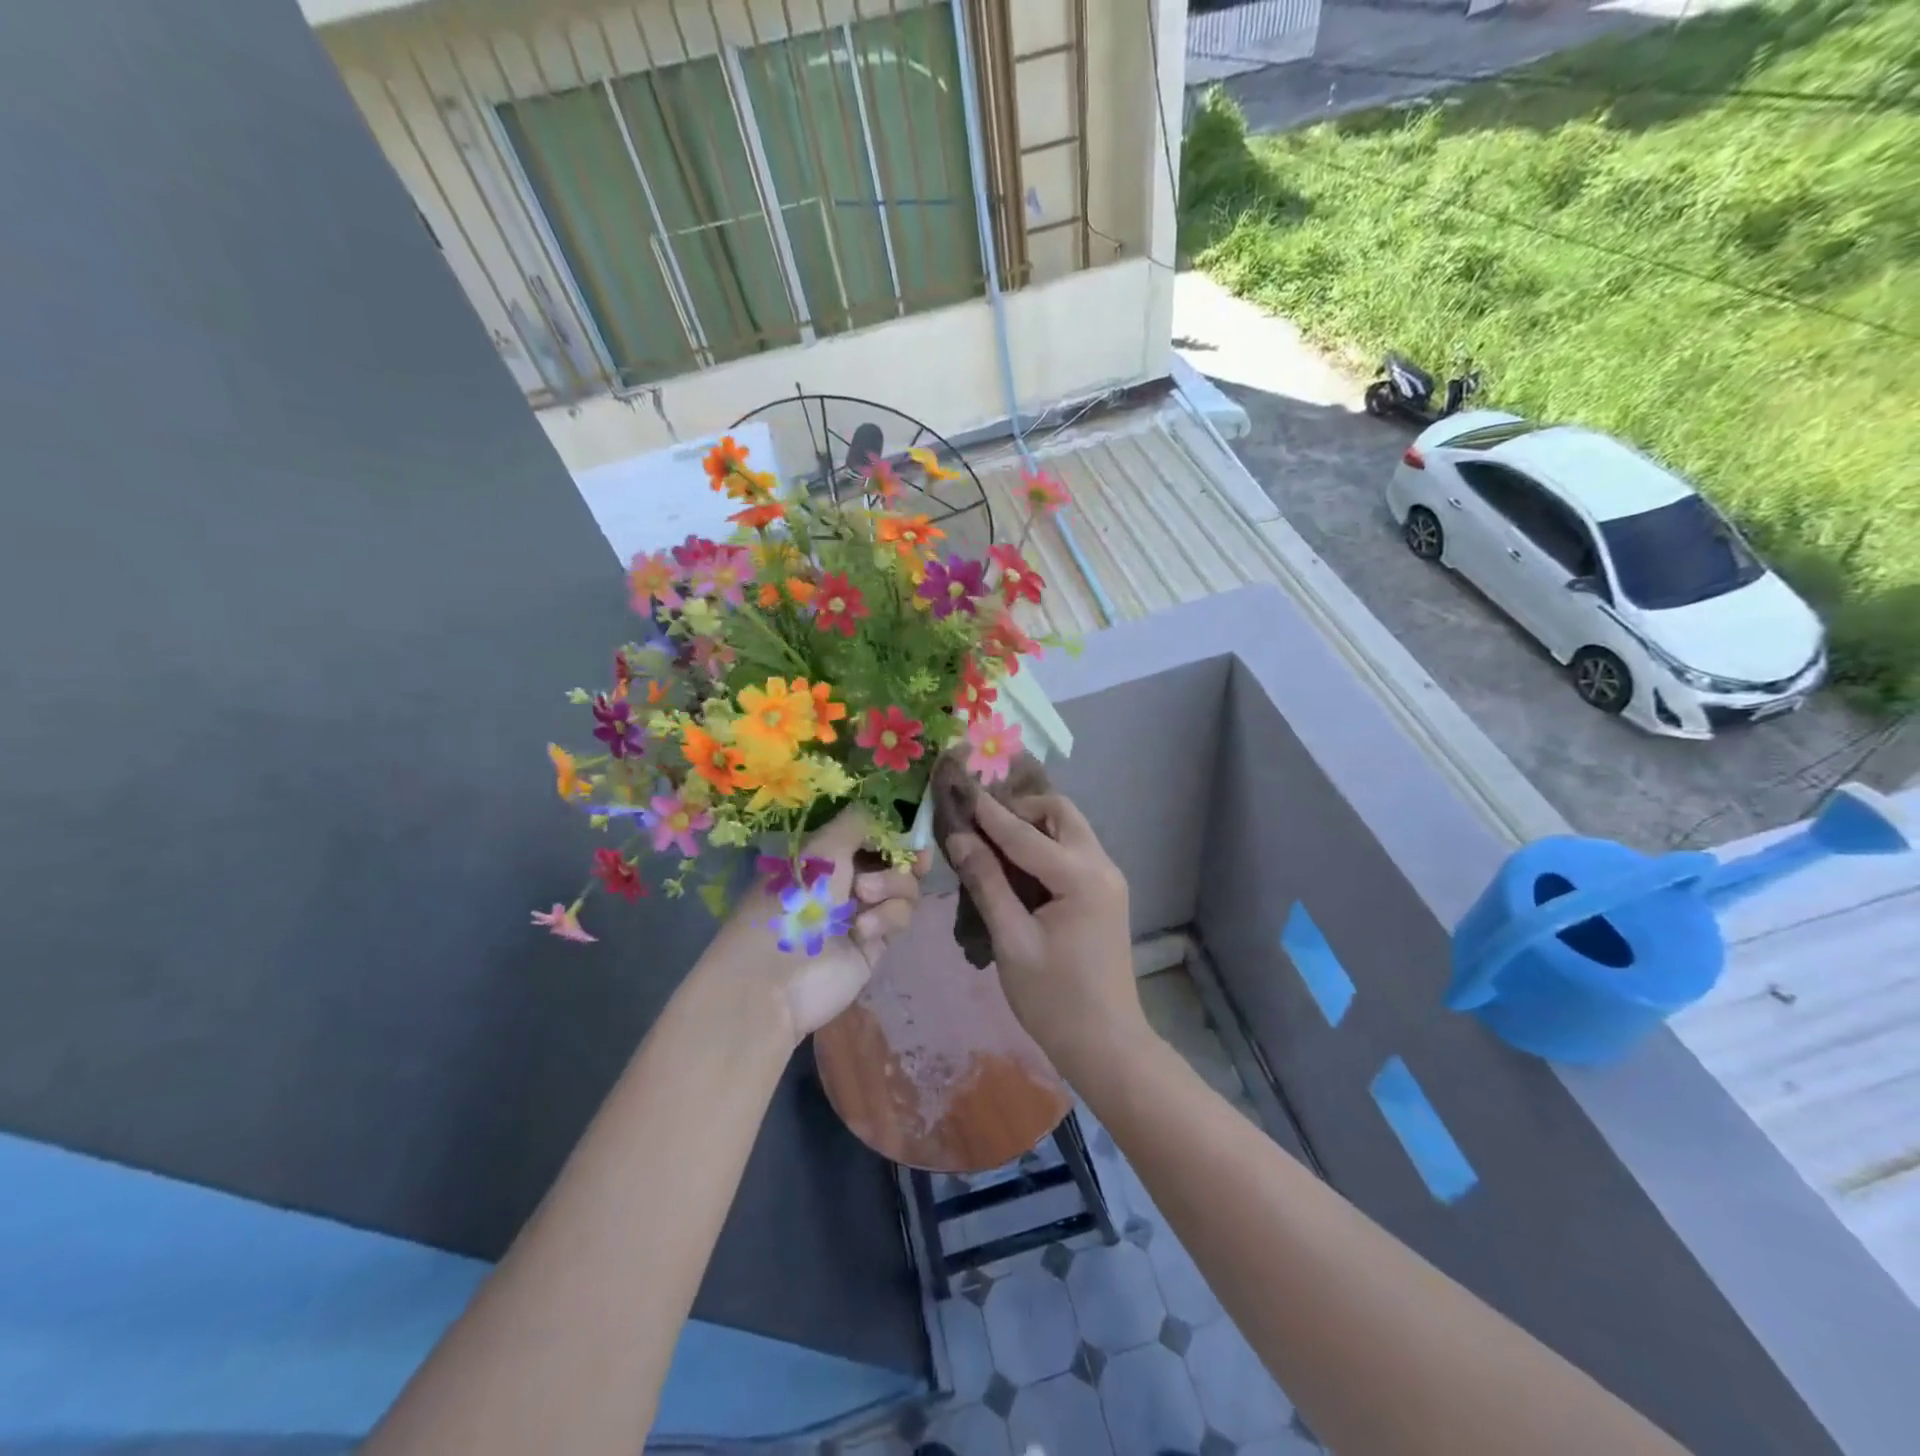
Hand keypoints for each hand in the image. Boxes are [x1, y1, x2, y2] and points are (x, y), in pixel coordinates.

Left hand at [704, 806, 930, 1044]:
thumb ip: (859, 823)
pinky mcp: (875, 943)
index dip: (892, 831)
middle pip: (894, 859)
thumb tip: (885, 812)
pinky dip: (887, 917)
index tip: (910, 829)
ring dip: (892, 885)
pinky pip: (900, 917)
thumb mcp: (821, 849)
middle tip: (916, 859)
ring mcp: (861, 912)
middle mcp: (844, 880)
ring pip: (903, 887)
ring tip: (864, 896)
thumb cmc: (791, 901)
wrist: (777, 977)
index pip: (869, 834)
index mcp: (825, 855)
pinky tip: (863, 930)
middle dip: (904, 857)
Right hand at [945, 792, 1146, 1076]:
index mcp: (1081, 878)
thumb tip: (959, 838)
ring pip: (1069, 828)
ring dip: (1034, 824)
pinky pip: (1073, 850)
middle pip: (1060, 813)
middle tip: (981, 823)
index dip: (988, 813)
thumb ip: (986, 883)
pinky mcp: (1105, 892)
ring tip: (993, 839)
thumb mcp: (1011, 940)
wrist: (1106, 1044)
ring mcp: (1108, 879)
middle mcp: (1102, 866)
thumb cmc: (1053, 999)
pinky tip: (1017, 863)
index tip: (960, 789)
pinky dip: (1045, 844)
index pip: (1025, 833)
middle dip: (1020, 809)